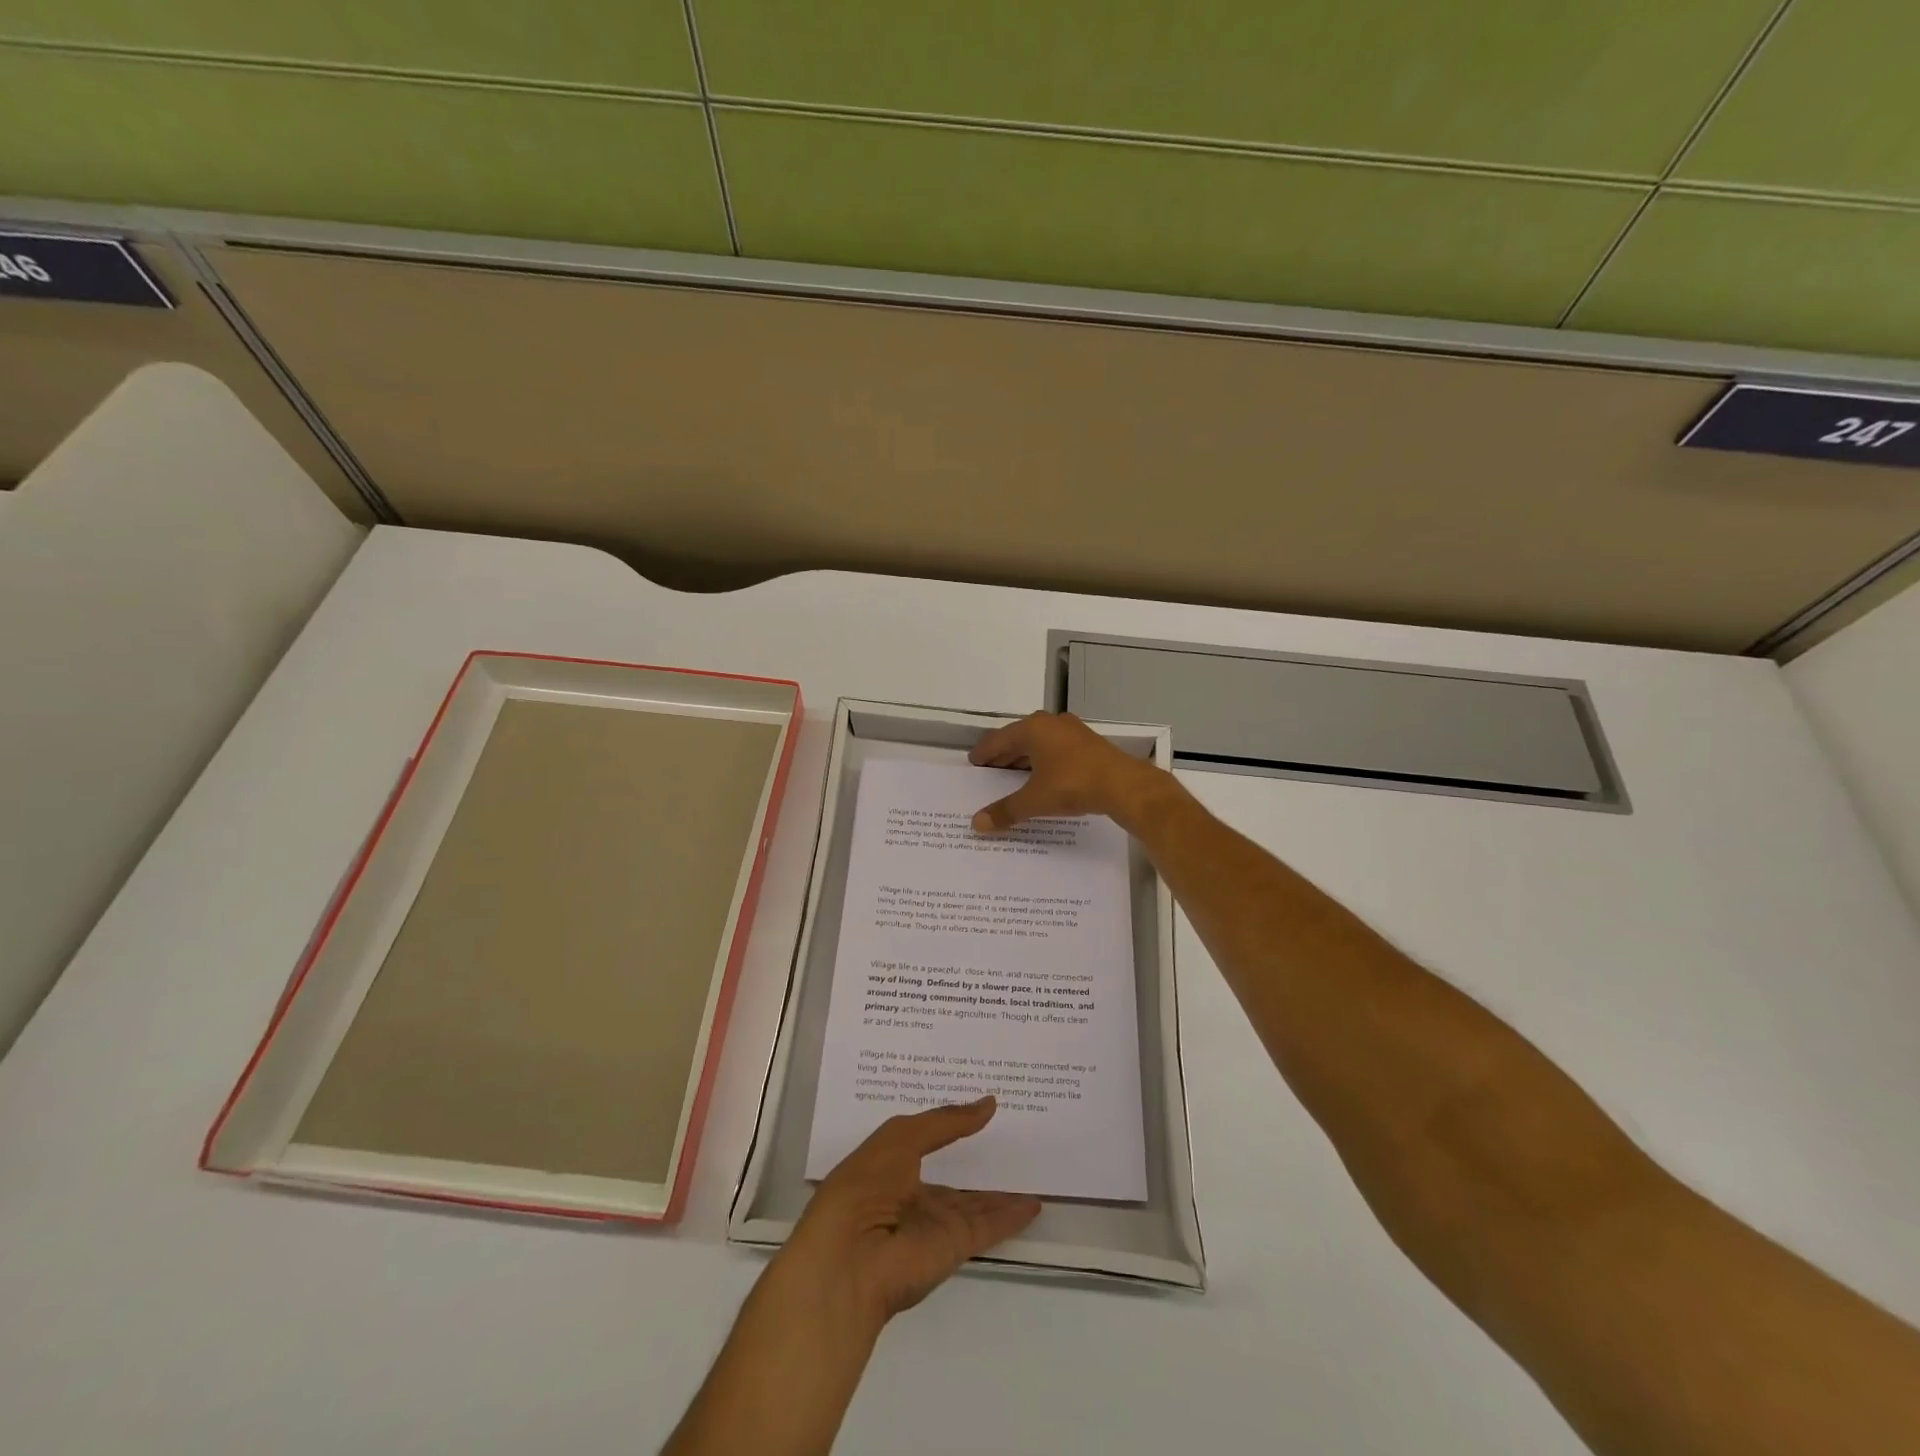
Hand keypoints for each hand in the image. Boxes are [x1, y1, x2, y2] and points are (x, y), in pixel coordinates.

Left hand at [665, 1103, 1037, 1455]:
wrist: (849, 1262)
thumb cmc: (864, 1185)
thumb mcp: (901, 1137)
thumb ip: (946, 1121)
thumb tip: (988, 1103)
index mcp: (889, 1166)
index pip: (925, 1140)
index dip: (949, 1124)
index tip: (977, 1106)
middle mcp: (912, 1194)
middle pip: (952, 1175)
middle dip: (976, 1157)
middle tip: (1012, 1133)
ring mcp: (933, 1223)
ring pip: (974, 1202)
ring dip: (1000, 1191)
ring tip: (1032, 1169)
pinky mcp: (954, 1246)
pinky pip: (989, 1226)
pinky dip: (1011, 1216)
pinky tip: (1034, 1204)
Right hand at [969, 711, 1166, 831]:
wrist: (1123, 785)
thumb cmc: (1072, 785)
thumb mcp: (1034, 800)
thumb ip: (1005, 811)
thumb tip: (977, 824)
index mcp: (1032, 729)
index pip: (998, 739)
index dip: (984, 752)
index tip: (974, 762)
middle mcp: (1051, 723)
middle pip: (1018, 738)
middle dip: (1004, 755)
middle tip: (990, 770)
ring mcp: (1072, 731)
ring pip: (1040, 743)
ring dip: (1025, 758)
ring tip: (1014, 776)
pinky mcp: (1089, 744)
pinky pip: (1056, 749)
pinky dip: (1044, 761)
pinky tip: (1043, 777)